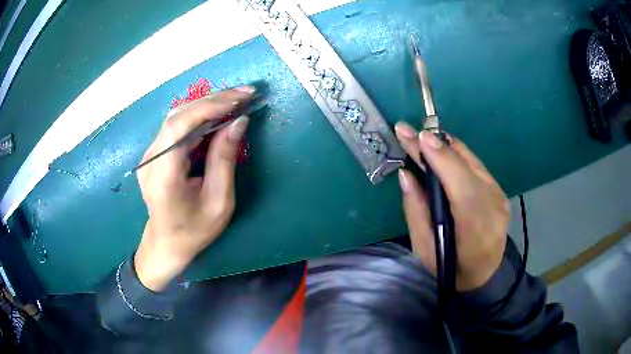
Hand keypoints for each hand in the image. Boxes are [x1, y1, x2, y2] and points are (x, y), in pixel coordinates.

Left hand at [134, 87, 254, 290]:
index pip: (180, 126)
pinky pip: (176, 127)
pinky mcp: (154, 153)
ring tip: (235, 100)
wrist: (167, 244)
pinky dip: (199, 116)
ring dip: (207, 105)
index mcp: (163, 175)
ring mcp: (149, 154)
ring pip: (177, 117)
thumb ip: (225, 159)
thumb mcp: (219, 201)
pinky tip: (217, 113)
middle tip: (245, 93)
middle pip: (178, 116)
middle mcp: (150, 159)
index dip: (210, 106)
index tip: (241, 98)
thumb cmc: (194, 230)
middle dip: (213, 100)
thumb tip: (239, 122)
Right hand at [394, 123, 509, 290]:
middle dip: (435, 144)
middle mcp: (493, 205)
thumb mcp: (424, 249)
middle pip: (466, 165)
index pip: (461, 185)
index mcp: (475, 228)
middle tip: (408, 130)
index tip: (418, 136)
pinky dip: (455, 156)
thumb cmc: (450, 267)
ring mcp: (499, 195)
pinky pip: (475, 165)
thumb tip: (406, 174)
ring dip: (444, 147)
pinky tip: (439, 153)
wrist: (484, 273)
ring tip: (420, 139)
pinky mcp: (499, 190)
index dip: (440, 158)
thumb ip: (416, 211)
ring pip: (471, 160)